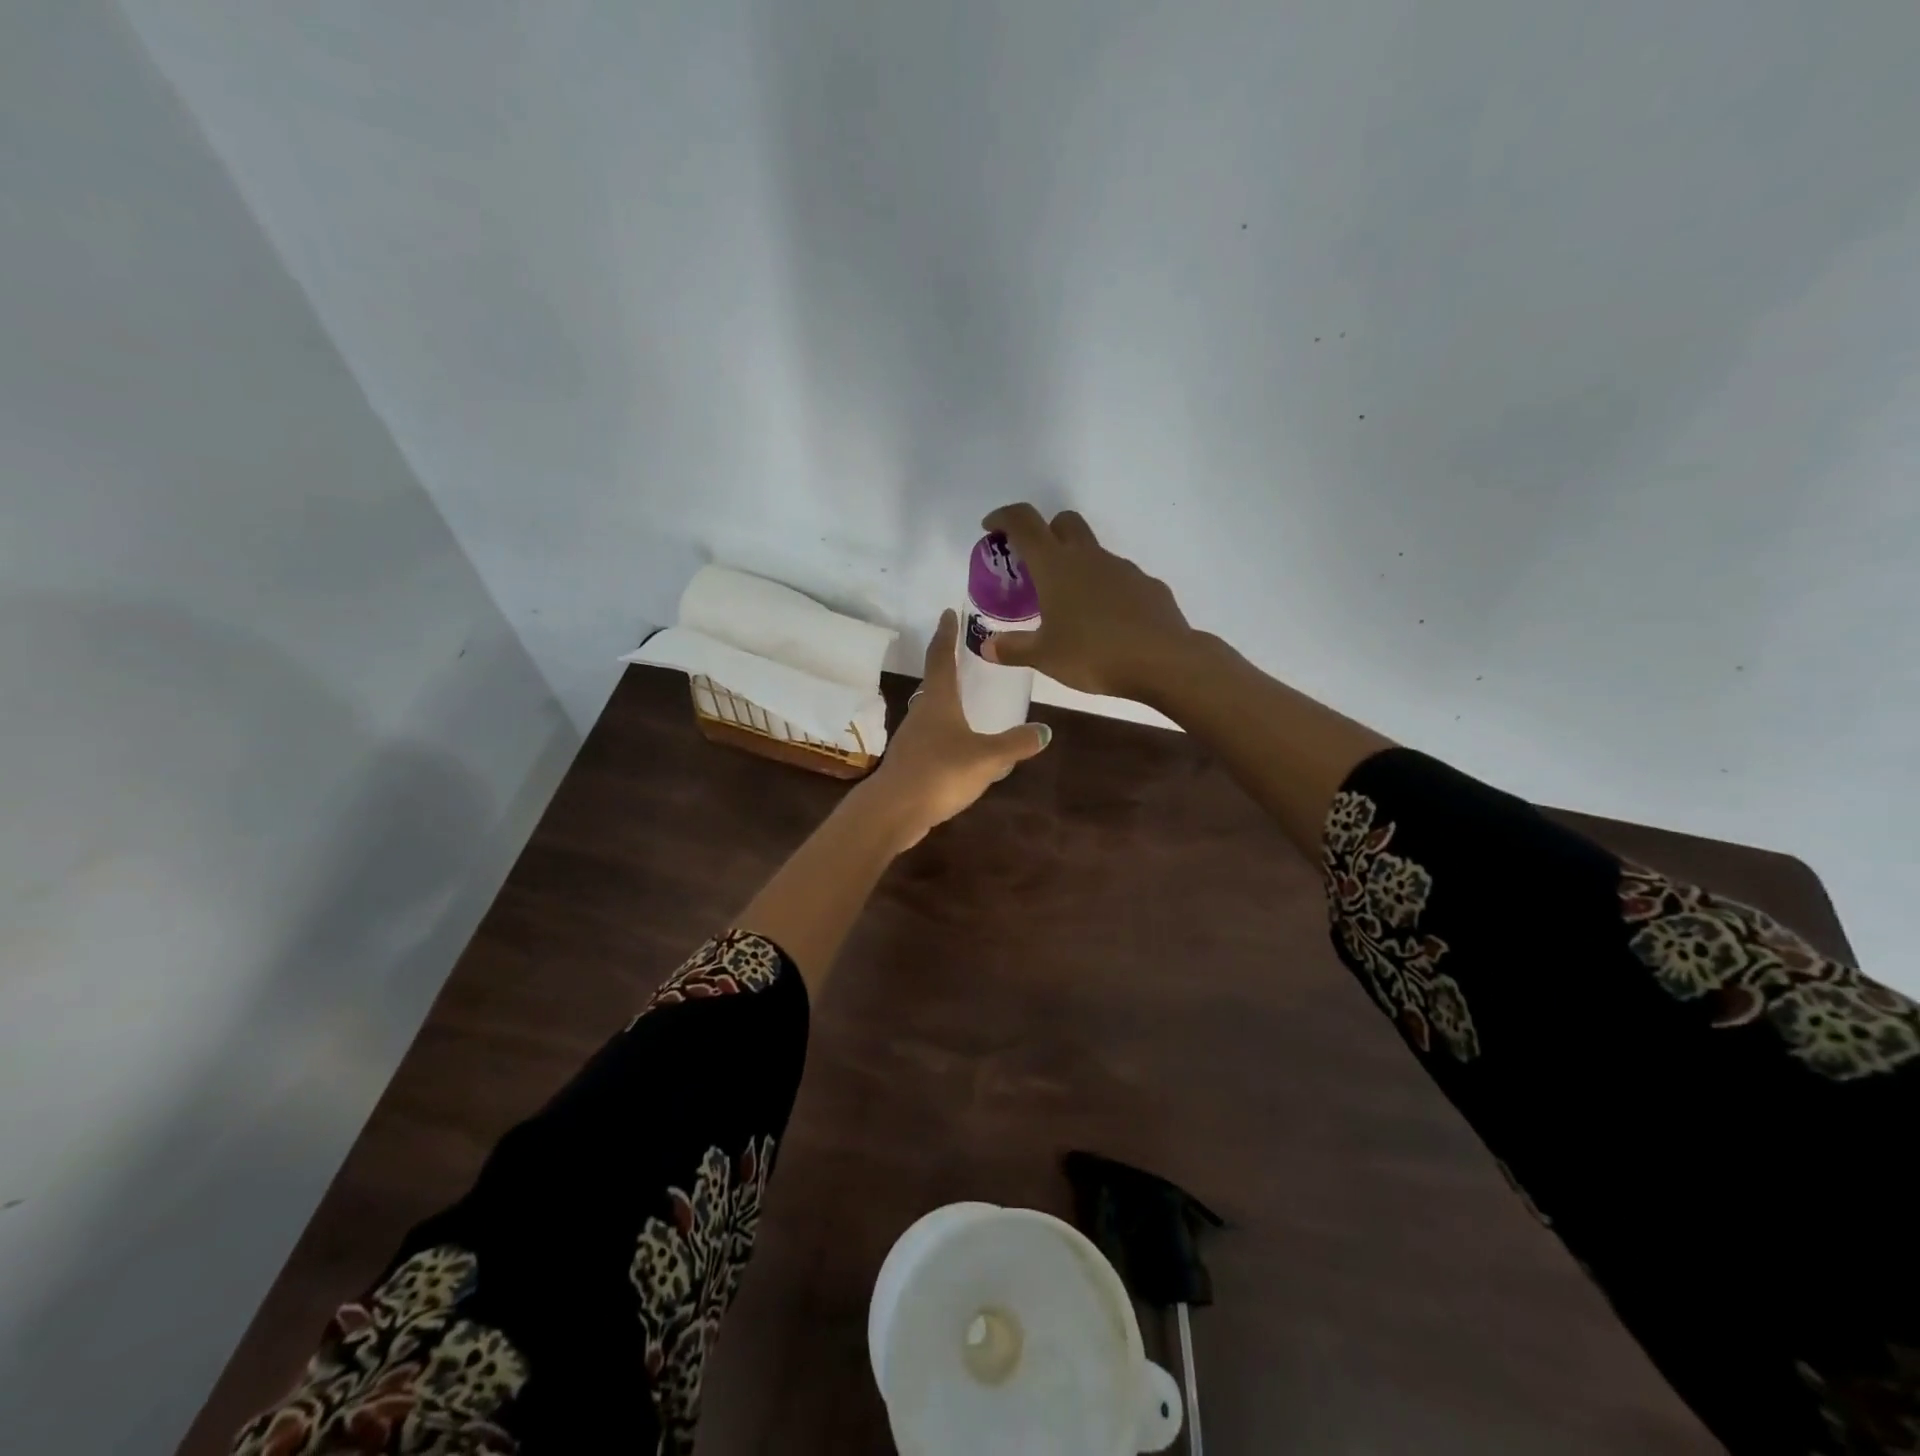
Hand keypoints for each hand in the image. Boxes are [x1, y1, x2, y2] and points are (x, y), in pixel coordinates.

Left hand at [863, 609, 1051, 849]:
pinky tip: (960, 746)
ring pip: (932, 711)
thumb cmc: (940, 772)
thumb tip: (1044, 731)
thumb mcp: (986, 757)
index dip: (946, 633)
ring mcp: (912, 738)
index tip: (949, 612)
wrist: (894, 810)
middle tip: (965, 655)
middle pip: (934, 682)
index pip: (941, 657)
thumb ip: (1015, 744)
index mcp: (938, 701)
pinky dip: (946, 732)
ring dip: (947, 701)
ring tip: (968, 699)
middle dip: (948, 666)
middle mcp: (922, 713)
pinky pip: (932, 738)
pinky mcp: (910, 762)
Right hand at [979, 504, 1194, 700]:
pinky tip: (1105, 623)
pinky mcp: (1148, 586)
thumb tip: (987, 647)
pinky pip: (1119, 579)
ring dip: (1077, 567)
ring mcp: (1123, 568)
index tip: (992, 528)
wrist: (1164, 661)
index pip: (1024, 522)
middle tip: (1034, 566)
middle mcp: (1089, 557)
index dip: (1004, 517)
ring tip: (1070, 607)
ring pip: (1093, 553)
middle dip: (1046, 533)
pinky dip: (1105, 591)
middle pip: (1064, 522)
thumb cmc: (1094, 654)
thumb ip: (1013, 649)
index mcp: (1056, 566)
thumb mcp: (1044, 657)